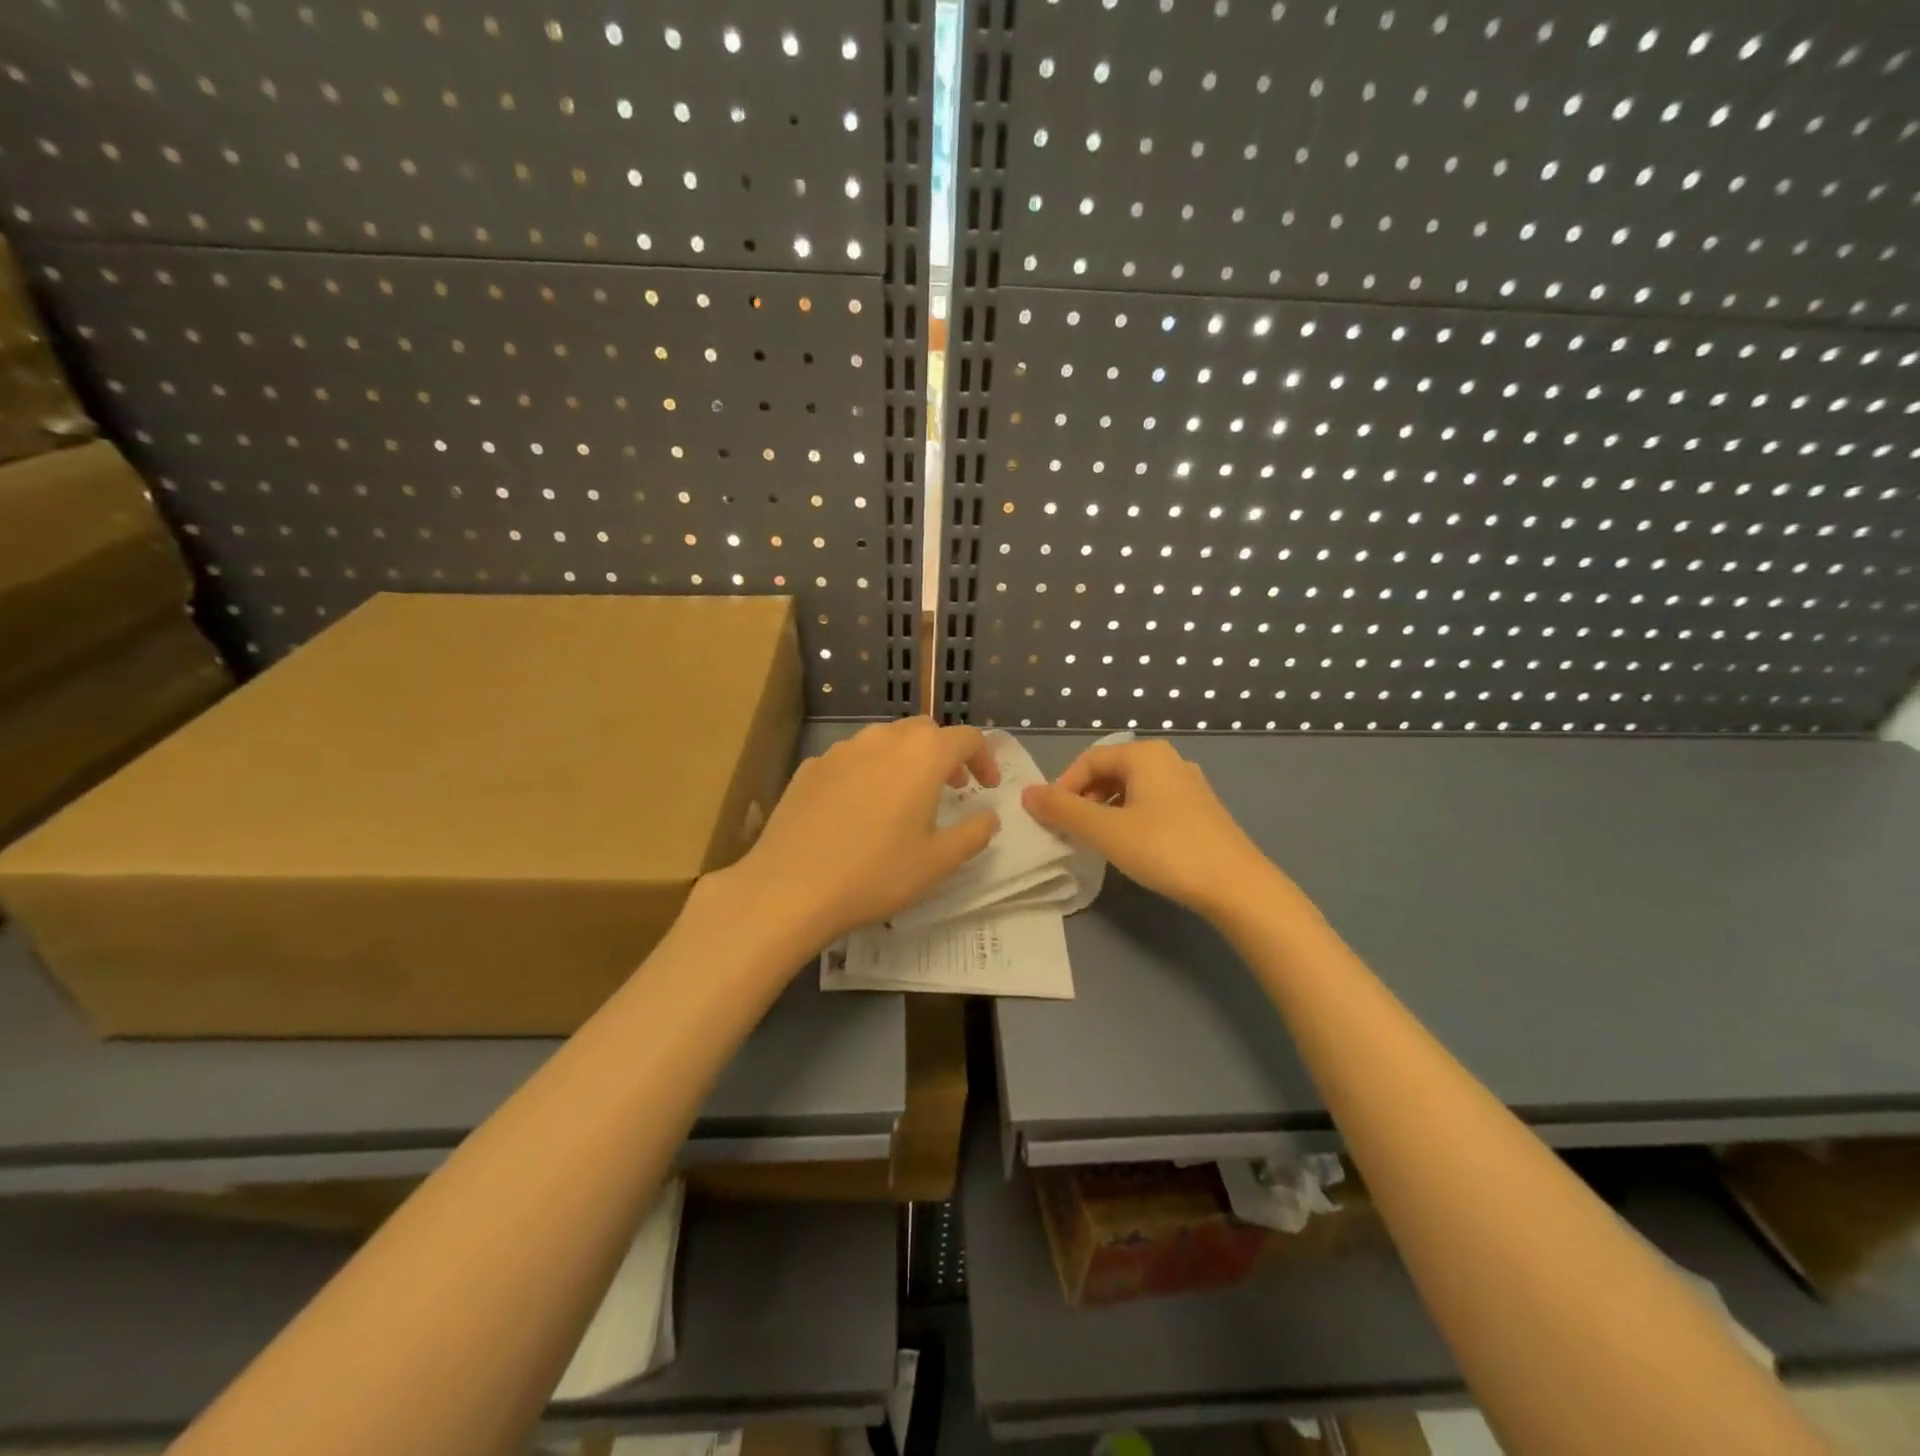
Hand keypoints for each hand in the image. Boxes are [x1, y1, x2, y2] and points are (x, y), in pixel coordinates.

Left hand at [727, 717, 1000, 951]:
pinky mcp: (811, 766)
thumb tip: (989, 816)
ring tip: (906, 798)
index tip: (986, 787)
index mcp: (922, 755)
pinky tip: (860, 809)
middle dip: (945, 754)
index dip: (985, 758)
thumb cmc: (876, 873)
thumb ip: (974, 833)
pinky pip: (852, 759)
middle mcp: (883, 739)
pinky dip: (869, 772)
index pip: (967, 738)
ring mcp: (842, 749)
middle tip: (952, 788)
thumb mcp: (939, 862)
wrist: (790, 887)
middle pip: (925, 731)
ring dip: (906, 760)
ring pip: (885, 741)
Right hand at [1022, 739, 1279, 920]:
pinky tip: (1131, 846)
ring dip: (1106, 810)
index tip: (1051, 819)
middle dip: (1084, 798)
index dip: (1063, 787)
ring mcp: (1189, 785)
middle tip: (1071, 831)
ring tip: (1096, 841)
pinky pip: (1152, 804)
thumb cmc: (1165, 849)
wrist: (1236, 886)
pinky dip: (1131, 818)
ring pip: (1132, 789)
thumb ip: (1062, 810)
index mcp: (1145, 754)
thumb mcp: (1105, 830)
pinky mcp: (1201, 810)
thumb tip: (1026, 794)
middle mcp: (1168, 760)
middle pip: (1110, 772)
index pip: (1088, 760)